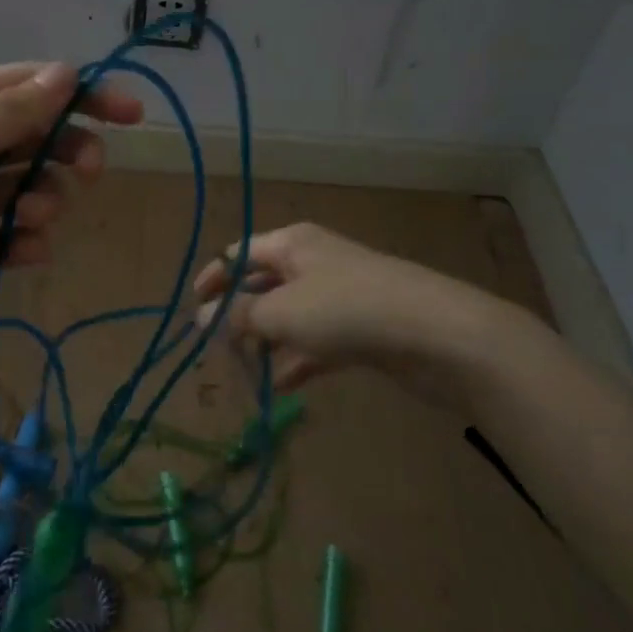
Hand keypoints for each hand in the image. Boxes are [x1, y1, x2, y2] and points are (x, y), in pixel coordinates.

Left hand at [0, 63, 141, 363]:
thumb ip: (7, 117)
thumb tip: (65, 72)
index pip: (27, 90)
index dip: (82, 97)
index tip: (133, 116)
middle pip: (33, 141)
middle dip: (65, 154)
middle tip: (87, 172)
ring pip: (26, 192)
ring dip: (43, 202)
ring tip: (32, 219)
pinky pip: (6, 240)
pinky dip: (24, 244)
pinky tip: (26, 253)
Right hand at [192, 223, 529, 395]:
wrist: (439, 334)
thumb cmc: (347, 310)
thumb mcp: (281, 312)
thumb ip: (238, 316)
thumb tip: (203, 318)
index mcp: (292, 244)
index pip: (238, 254)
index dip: (213, 280)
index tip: (193, 312)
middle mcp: (314, 263)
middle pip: (263, 285)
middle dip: (239, 316)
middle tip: (217, 350)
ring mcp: (341, 296)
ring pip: (290, 316)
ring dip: (267, 342)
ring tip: (247, 372)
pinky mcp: (363, 328)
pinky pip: (318, 341)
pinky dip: (299, 360)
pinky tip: (283, 387)